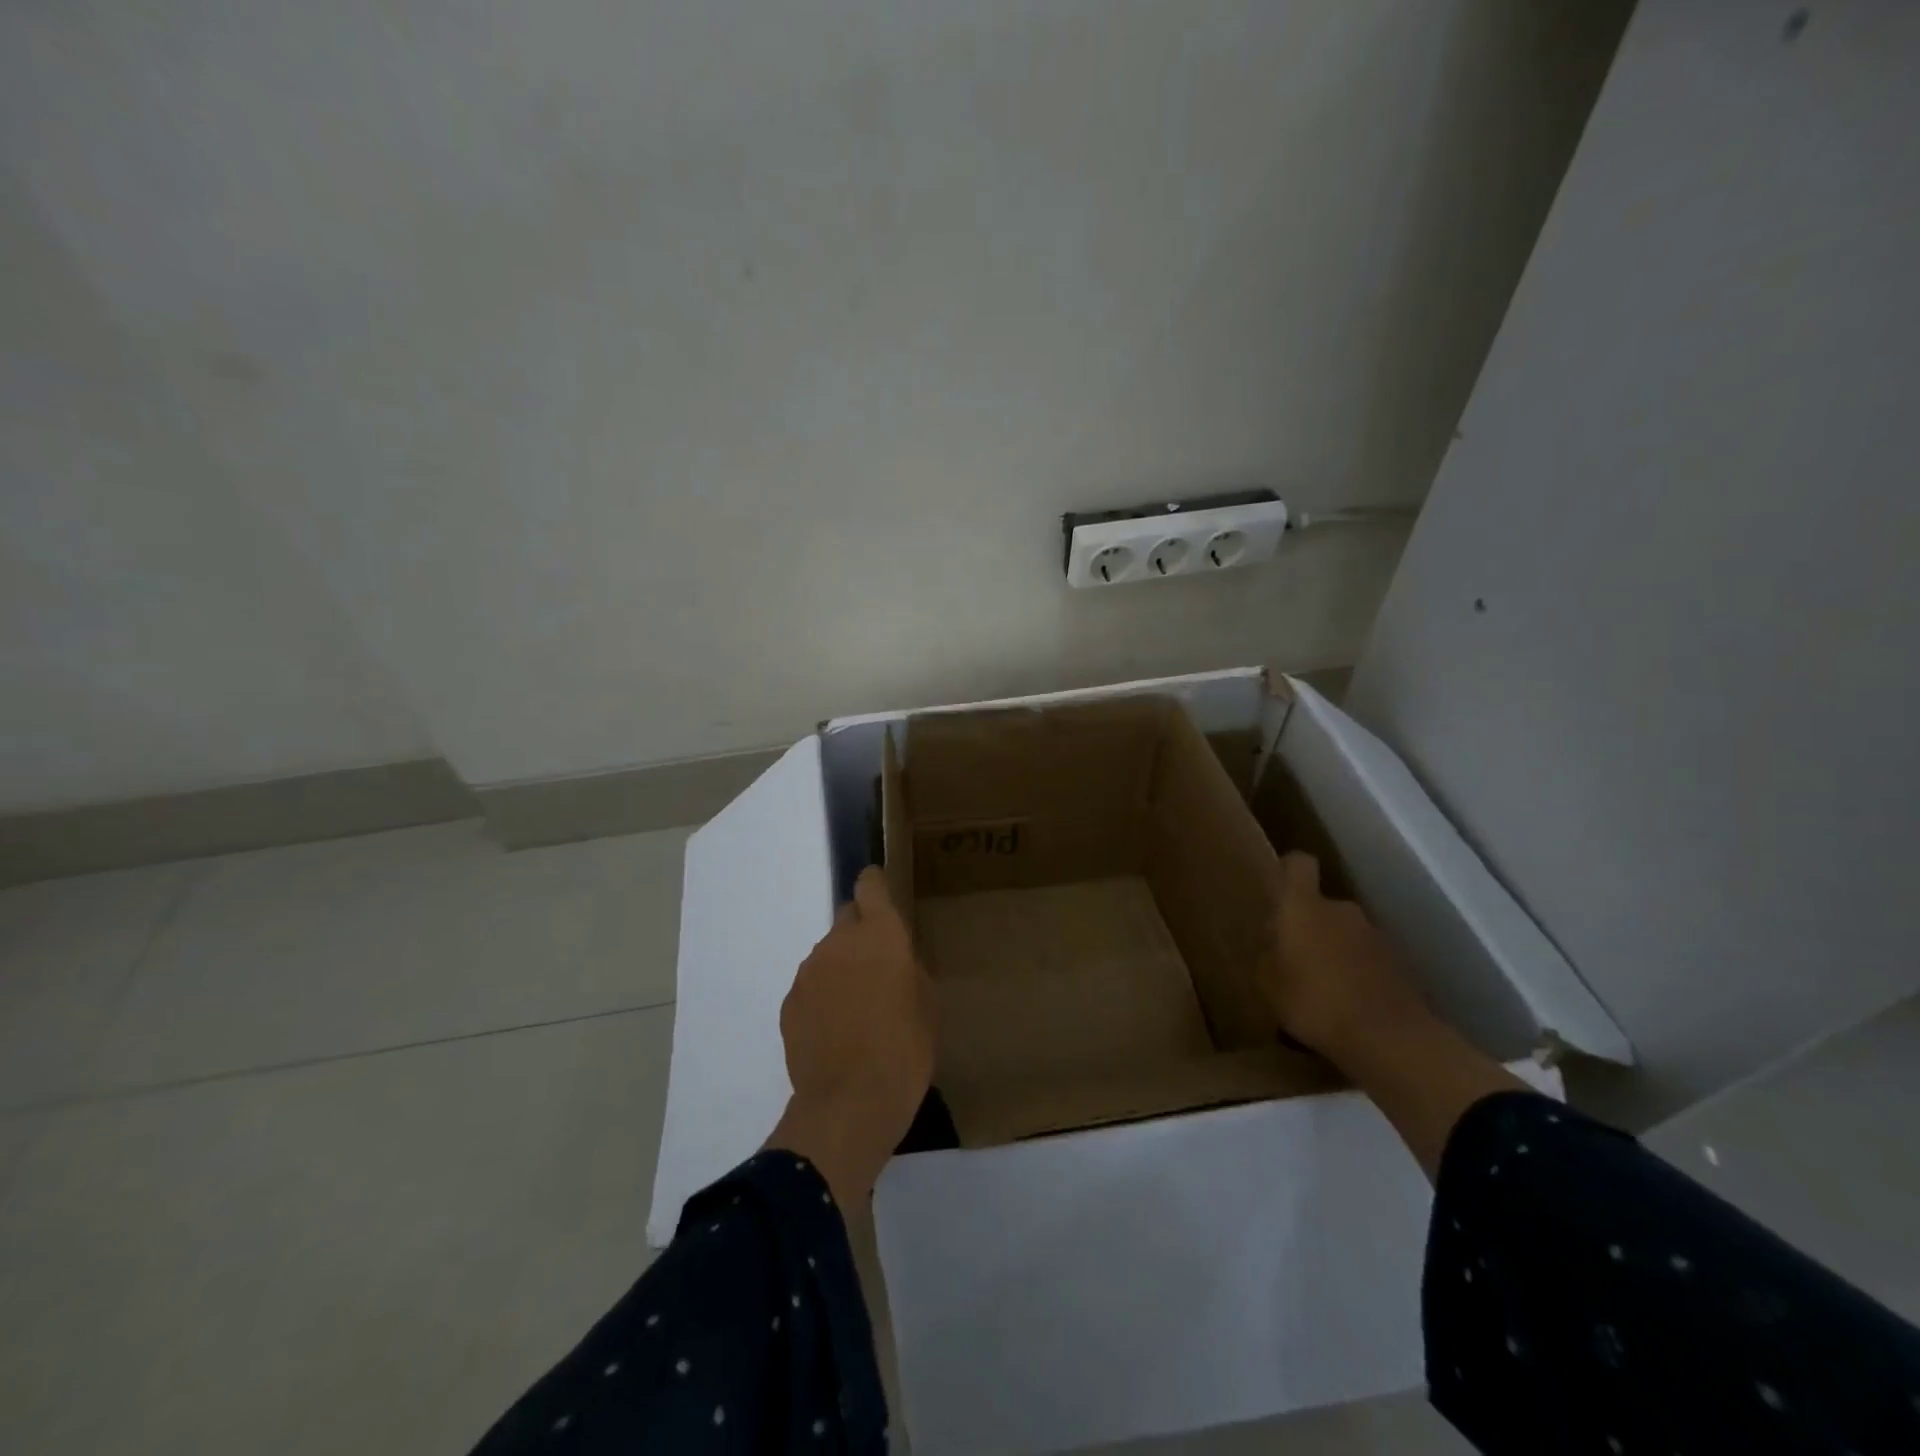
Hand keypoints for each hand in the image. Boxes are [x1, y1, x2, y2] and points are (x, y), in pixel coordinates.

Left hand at [766, 867, 934, 1207]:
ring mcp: (809, 971)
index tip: (882, 897)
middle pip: (847, 916)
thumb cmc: (905, 1049)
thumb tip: (897, 961)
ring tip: (857, 1009)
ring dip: (842, 968)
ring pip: (828, 954)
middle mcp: (839, 942)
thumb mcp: (928, 1004)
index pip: (870, 885)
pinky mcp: (790, 1002)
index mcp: (880, 934)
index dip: (875, 885)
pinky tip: (836, 1030)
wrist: (851, 1103)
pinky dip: (822, 997)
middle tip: (878, 967)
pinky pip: (811, 986)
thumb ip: (911, 968)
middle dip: (862, 933)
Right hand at [1261, 851, 1428, 1058]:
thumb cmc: (1315, 1001)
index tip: (1278, 889)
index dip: (1288, 870)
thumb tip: (1273, 945)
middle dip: (1305, 926)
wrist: (1390, 1037)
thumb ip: (1267, 957)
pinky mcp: (1396, 963)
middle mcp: (1340, 910)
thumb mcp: (1269, 983)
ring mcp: (1373, 935)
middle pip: (1319, 905)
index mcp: (1304, 907)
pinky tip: (1343, 1005)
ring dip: (1330, 951)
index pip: (1298, 865)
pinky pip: (1363, 958)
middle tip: (1289, 959)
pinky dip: (1352, 973)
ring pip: (1342, 933)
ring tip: (1317, 988)